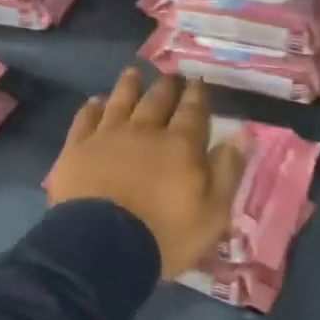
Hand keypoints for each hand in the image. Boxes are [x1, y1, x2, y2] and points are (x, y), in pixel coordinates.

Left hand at [47, 69, 245, 280]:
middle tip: (170, 74)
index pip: (192, 112)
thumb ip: (227, 169)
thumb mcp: (212, 212)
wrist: (102, 246)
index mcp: (180, 145)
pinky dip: (92, 108)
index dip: (197, 95)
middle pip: (156, 101)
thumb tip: (243, 132)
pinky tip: (95, 102)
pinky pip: (85, 120)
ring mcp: (107, 137)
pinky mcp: (76, 149)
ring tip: (133, 73)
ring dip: (128, 86)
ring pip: (120, 102)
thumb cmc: (165, 235)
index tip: (197, 81)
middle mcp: (144, 131)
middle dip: (166, 87)